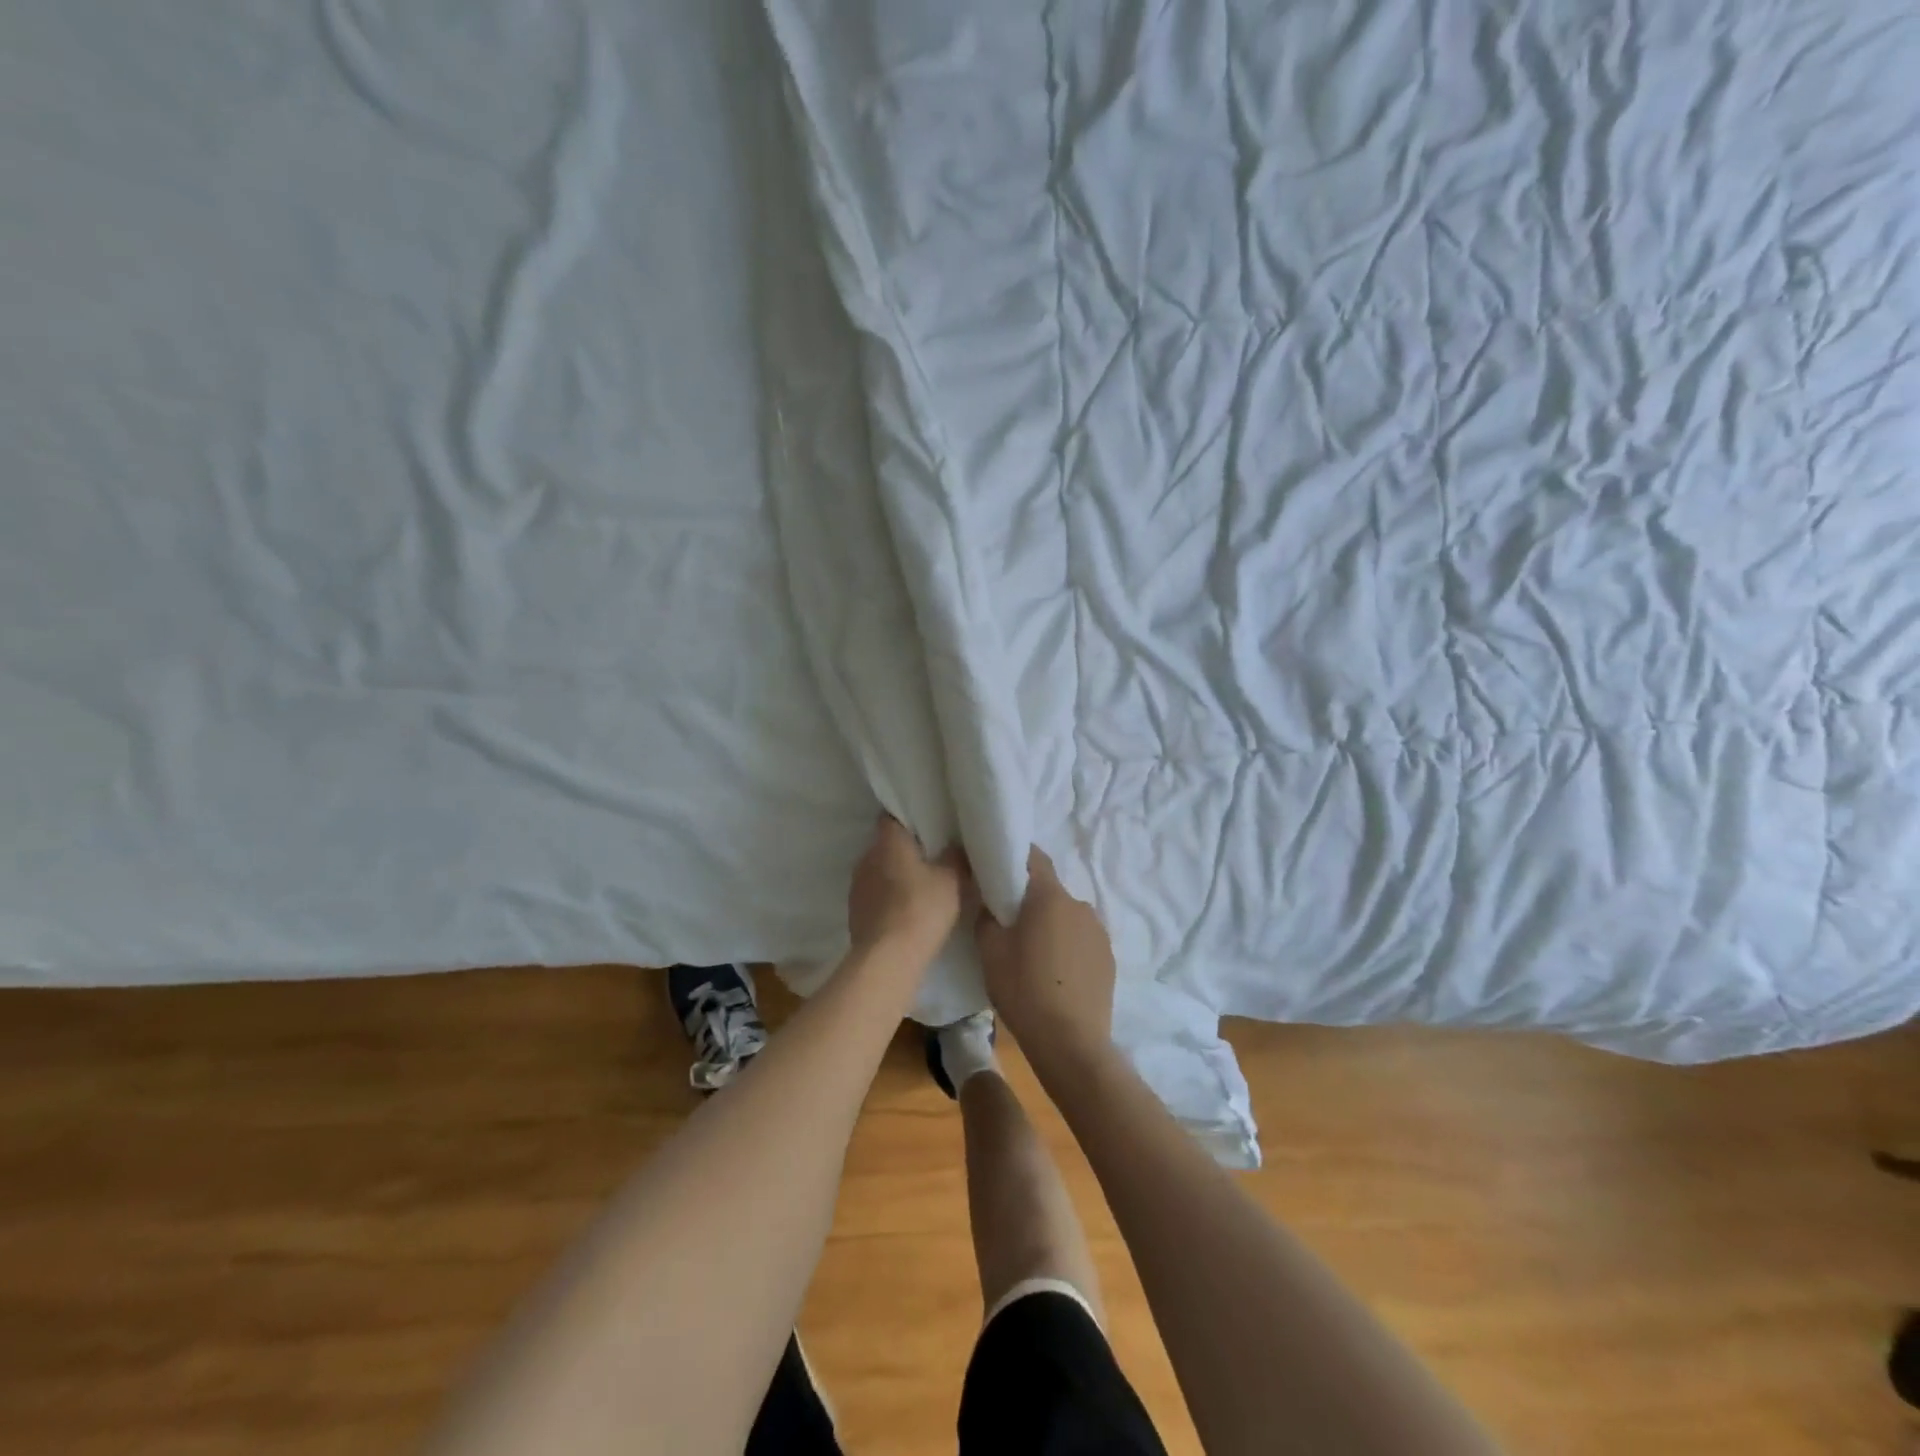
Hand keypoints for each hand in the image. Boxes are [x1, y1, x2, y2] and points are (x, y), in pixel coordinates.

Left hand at [846, 815, 968, 959]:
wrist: (888, 958)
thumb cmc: (922, 908)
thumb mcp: (952, 880)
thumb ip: (954, 858)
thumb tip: (954, 846)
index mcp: (887, 842)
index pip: (891, 818)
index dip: (907, 819)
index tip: (926, 826)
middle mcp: (866, 858)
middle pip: (885, 845)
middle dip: (904, 850)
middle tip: (930, 858)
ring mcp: (856, 886)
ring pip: (878, 871)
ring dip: (894, 876)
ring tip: (919, 887)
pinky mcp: (854, 912)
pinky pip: (874, 895)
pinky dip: (888, 898)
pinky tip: (905, 911)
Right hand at [975, 847, 1114, 1073]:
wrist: (1070, 1042)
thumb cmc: (1023, 988)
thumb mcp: (990, 951)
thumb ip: (986, 916)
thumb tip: (989, 900)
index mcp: (1049, 896)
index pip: (1034, 857)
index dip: (1015, 856)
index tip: (998, 867)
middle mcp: (1080, 905)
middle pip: (1050, 891)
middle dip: (1031, 900)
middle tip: (1009, 922)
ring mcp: (1099, 932)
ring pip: (1067, 917)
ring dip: (1052, 925)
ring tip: (1034, 954)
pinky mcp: (1109, 958)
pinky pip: (1082, 940)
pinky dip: (1068, 947)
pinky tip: (1056, 974)